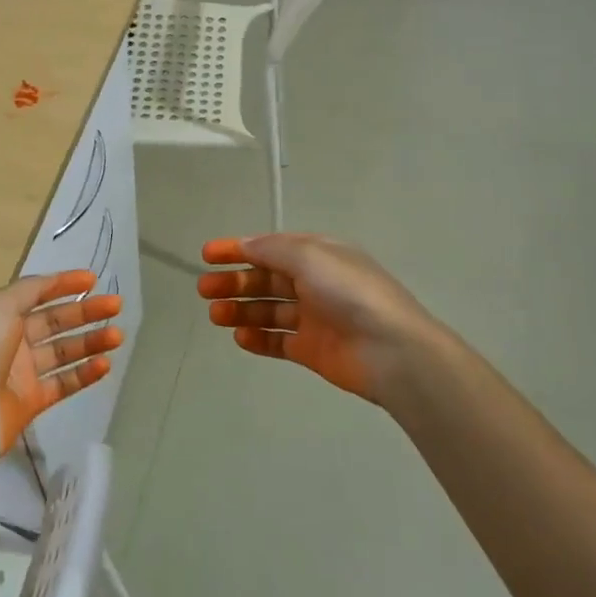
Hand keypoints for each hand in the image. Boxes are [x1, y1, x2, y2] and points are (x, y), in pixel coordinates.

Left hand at [0, 271, 123, 462]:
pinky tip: (106, 364)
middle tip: (116, 306)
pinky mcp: (31, 401)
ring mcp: (21, 372)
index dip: (63, 284)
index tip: (93, 279)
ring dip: (91, 341)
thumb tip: (52, 282)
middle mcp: (8, 339)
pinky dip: (85, 373)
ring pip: (63, 351)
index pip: (35, 292)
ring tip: (118, 336)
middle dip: (85, 311)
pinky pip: (64, 382)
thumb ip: (29, 290)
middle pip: (54, 320)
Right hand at [197, 234, 453, 406]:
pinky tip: (239, 338)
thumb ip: (272, 250)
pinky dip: (258, 338)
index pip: (270, 248)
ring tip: (215, 315)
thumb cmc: (349, 293)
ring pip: (268, 310)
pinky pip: (279, 341)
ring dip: (240, 310)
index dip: (238, 249)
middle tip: (204, 289)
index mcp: (318, 255)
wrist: (391, 351)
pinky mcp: (313, 350)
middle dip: (234, 282)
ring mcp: (314, 318)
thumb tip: (245, 245)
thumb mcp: (309, 256)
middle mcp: (315, 283)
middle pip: (266, 279)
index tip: (207, 255)